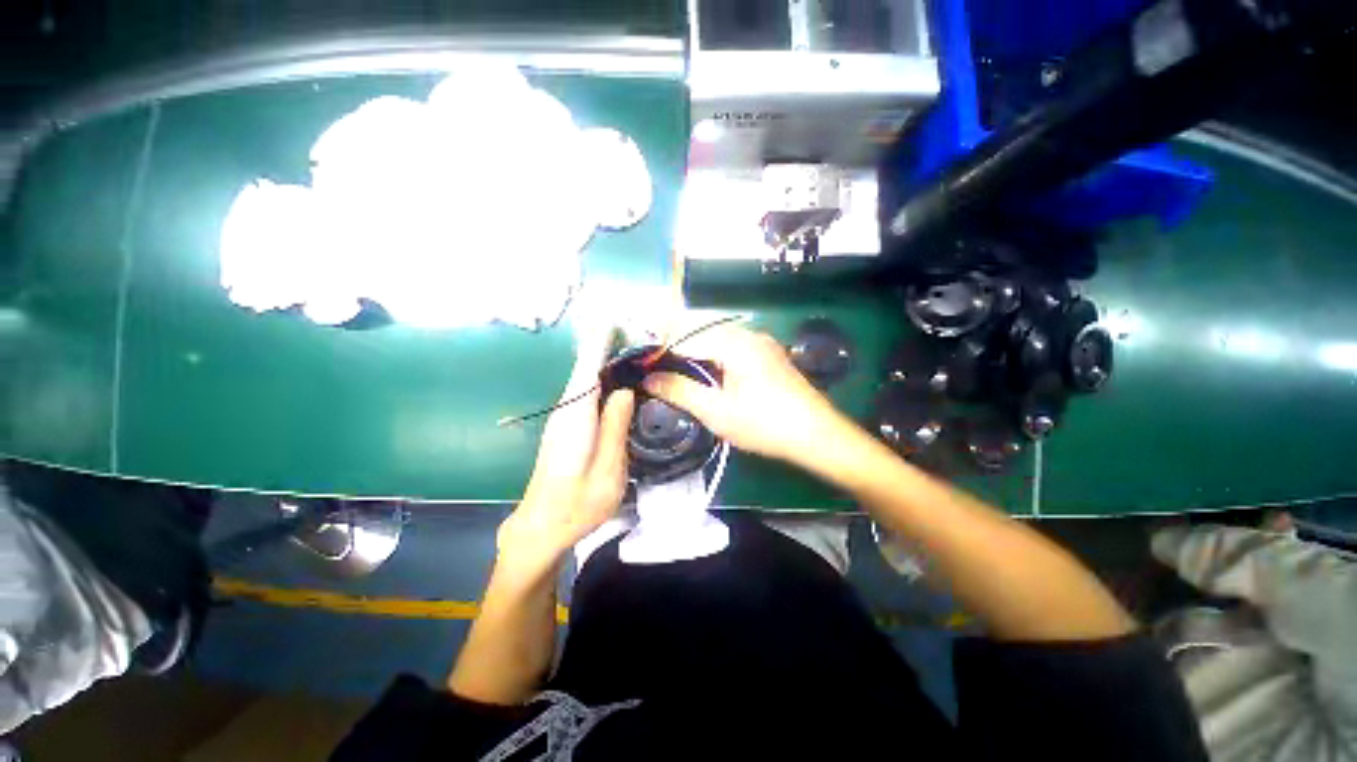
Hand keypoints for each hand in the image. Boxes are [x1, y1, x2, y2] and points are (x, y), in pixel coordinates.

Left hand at [497, 329, 635, 575]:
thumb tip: (624, 390)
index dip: (599, 343)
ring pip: (584, 381)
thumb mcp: (608, 469)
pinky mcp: (565, 428)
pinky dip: (600, 379)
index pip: (588, 369)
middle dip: (605, 346)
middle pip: (585, 370)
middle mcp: (565, 412)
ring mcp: (563, 419)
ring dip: (603, 361)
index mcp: (576, 418)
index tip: (611, 318)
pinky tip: (616, 379)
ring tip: (629, 347)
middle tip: (633, 330)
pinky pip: (584, 394)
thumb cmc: (578, 504)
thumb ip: (615, 427)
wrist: (542, 527)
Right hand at [642, 325, 848, 465]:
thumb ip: (680, 391)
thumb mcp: (716, 411)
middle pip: (700, 332)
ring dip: (693, 351)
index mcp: (734, 342)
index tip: (640, 363)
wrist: (817, 436)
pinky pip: (731, 347)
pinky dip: (711, 356)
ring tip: (673, 371)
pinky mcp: (767, 355)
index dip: (660, 348)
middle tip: (653, 368)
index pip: (685, 336)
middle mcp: (747, 334)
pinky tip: (704, 373)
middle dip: (674, 346)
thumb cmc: (765, 424)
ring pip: (715, 339)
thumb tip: (647, 379)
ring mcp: (760, 343)